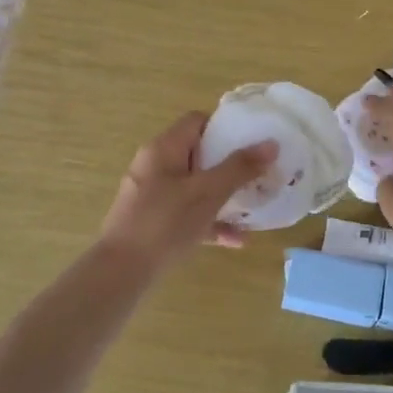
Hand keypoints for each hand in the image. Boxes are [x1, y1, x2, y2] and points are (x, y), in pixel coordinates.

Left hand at [97, 111, 276, 272]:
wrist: (121, 271)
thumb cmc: (165, 222)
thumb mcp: (207, 193)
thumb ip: (239, 168)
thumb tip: (271, 143)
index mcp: (163, 149)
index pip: (196, 121)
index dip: (225, 126)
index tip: (252, 139)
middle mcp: (155, 166)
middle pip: (198, 155)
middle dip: (230, 165)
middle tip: (258, 173)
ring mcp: (152, 195)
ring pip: (194, 187)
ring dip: (223, 196)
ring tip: (252, 206)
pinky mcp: (153, 222)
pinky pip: (186, 214)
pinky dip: (209, 222)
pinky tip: (236, 240)